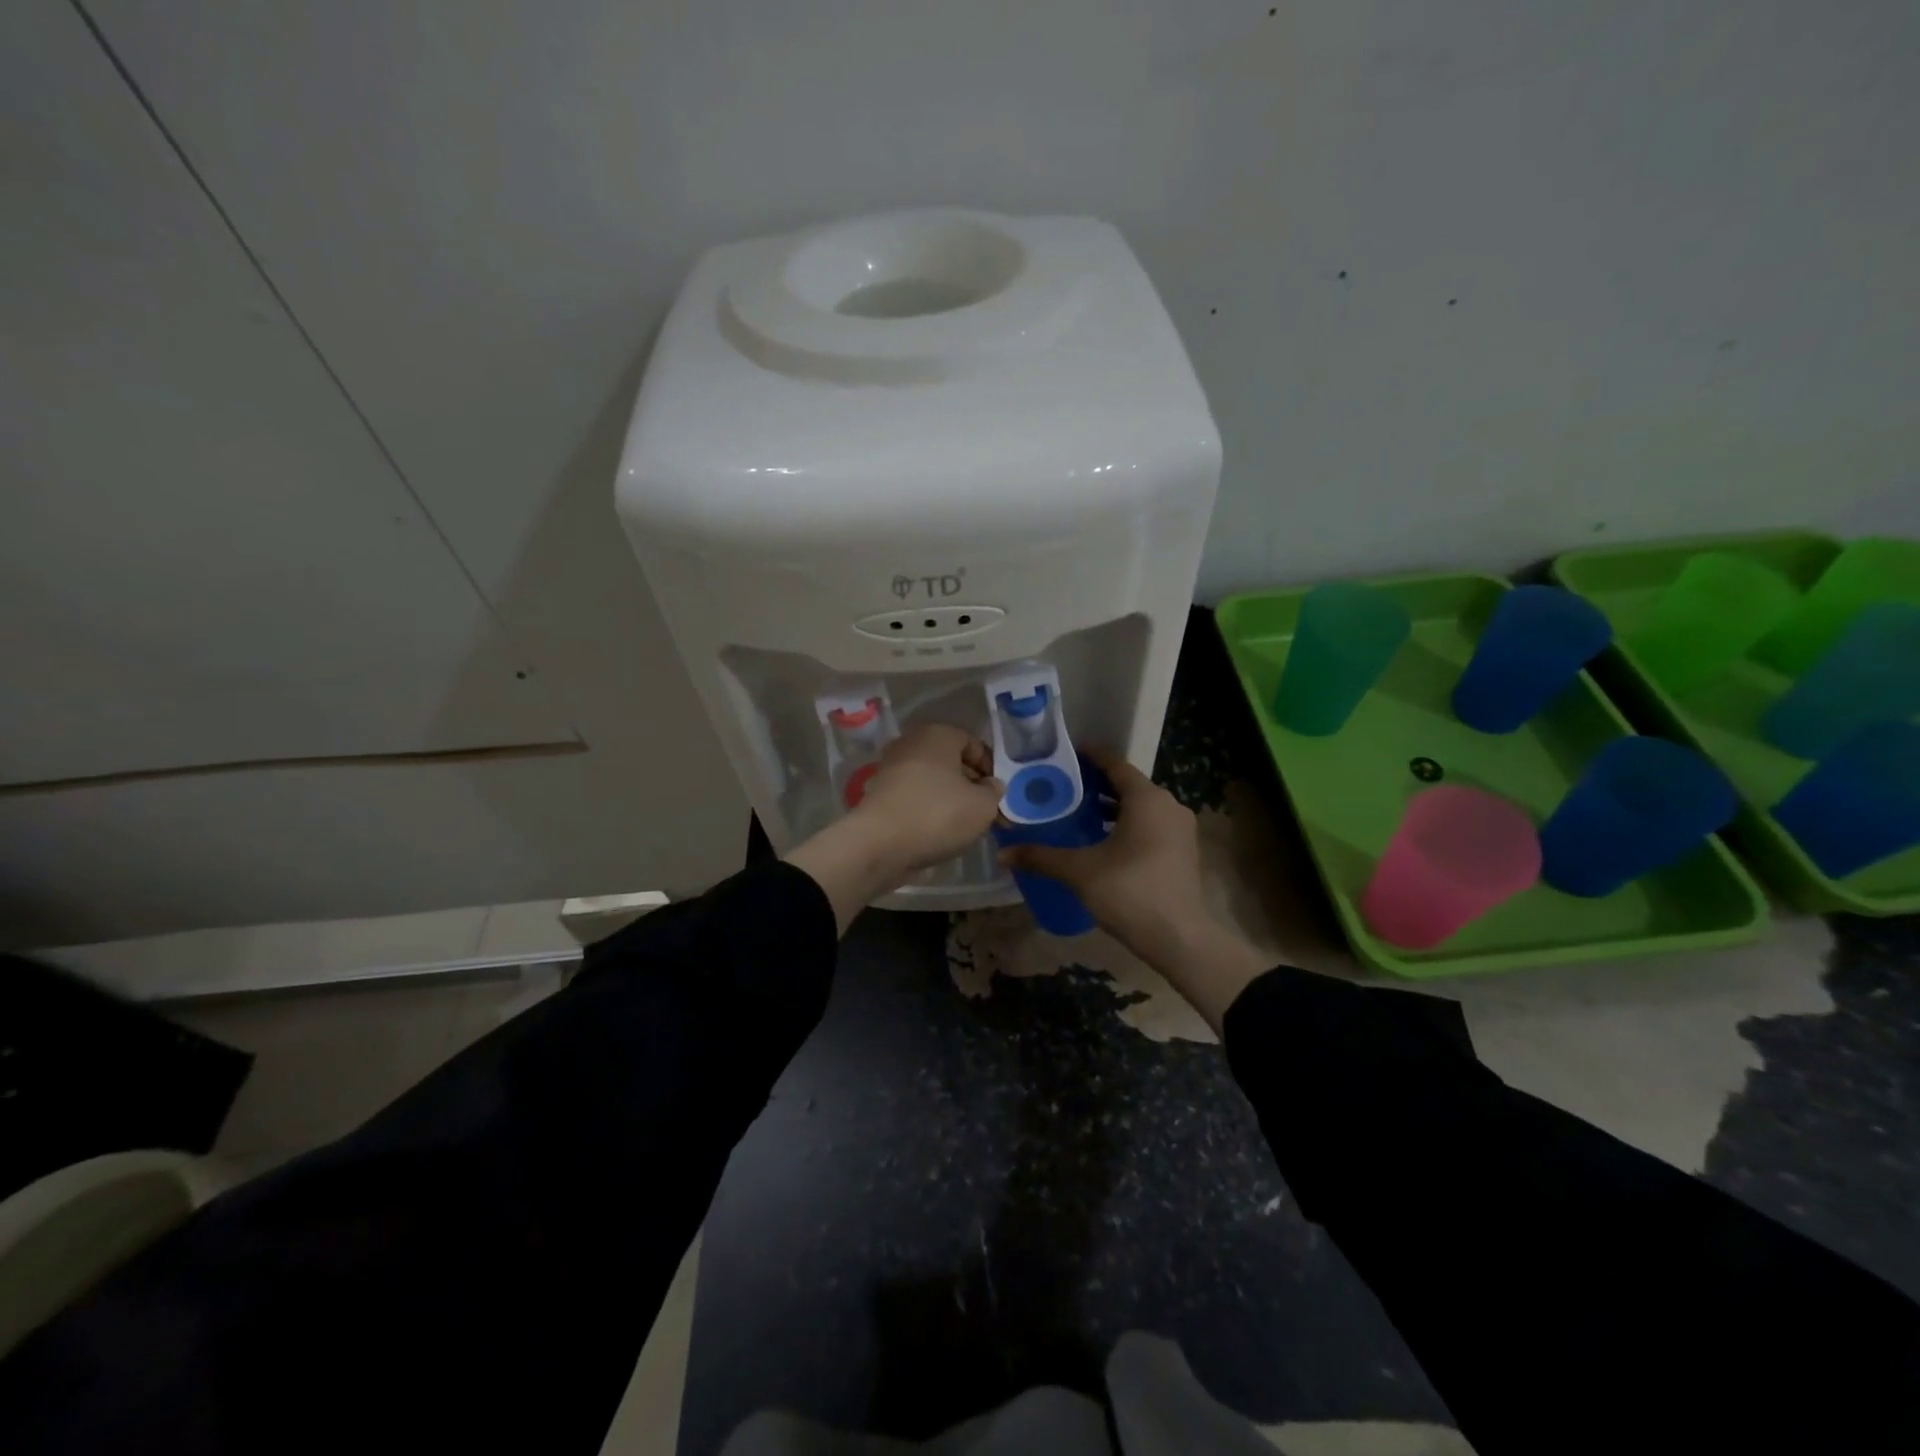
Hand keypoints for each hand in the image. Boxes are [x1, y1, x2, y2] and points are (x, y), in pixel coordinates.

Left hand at [786, 723, 1001, 933]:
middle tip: (988, 813)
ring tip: (967, 826)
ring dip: (951, 800)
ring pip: (933, 781)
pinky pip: (915, 798)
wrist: (879, 844)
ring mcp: (891, 769)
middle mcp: (911, 744)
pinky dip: (929, 810)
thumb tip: (991, 785)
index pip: (973, 743)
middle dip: (972, 786)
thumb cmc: (938, 814)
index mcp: (937, 734)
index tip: (999, 794)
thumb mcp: (983, 805)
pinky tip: (940, 832)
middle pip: (952, 762)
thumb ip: (994, 792)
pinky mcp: (880, 795)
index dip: (991, 768)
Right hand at [996, 749, 1268, 1031]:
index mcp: (1147, 798)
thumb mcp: (1079, 871)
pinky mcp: (1183, 850)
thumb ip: (1041, 857)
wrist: (1179, 938)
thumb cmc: (1129, 891)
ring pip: (1141, 806)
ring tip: (1079, 811)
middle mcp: (1168, 805)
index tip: (1065, 754)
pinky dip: (1128, 823)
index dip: (1090, 756)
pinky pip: (1151, 824)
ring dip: (1113, 806)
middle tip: (1063, 785)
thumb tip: (1003, 853)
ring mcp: (1180, 829)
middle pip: (1129, 784)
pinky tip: (1104, 839)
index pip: (1115, 764)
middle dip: (1097, 783)